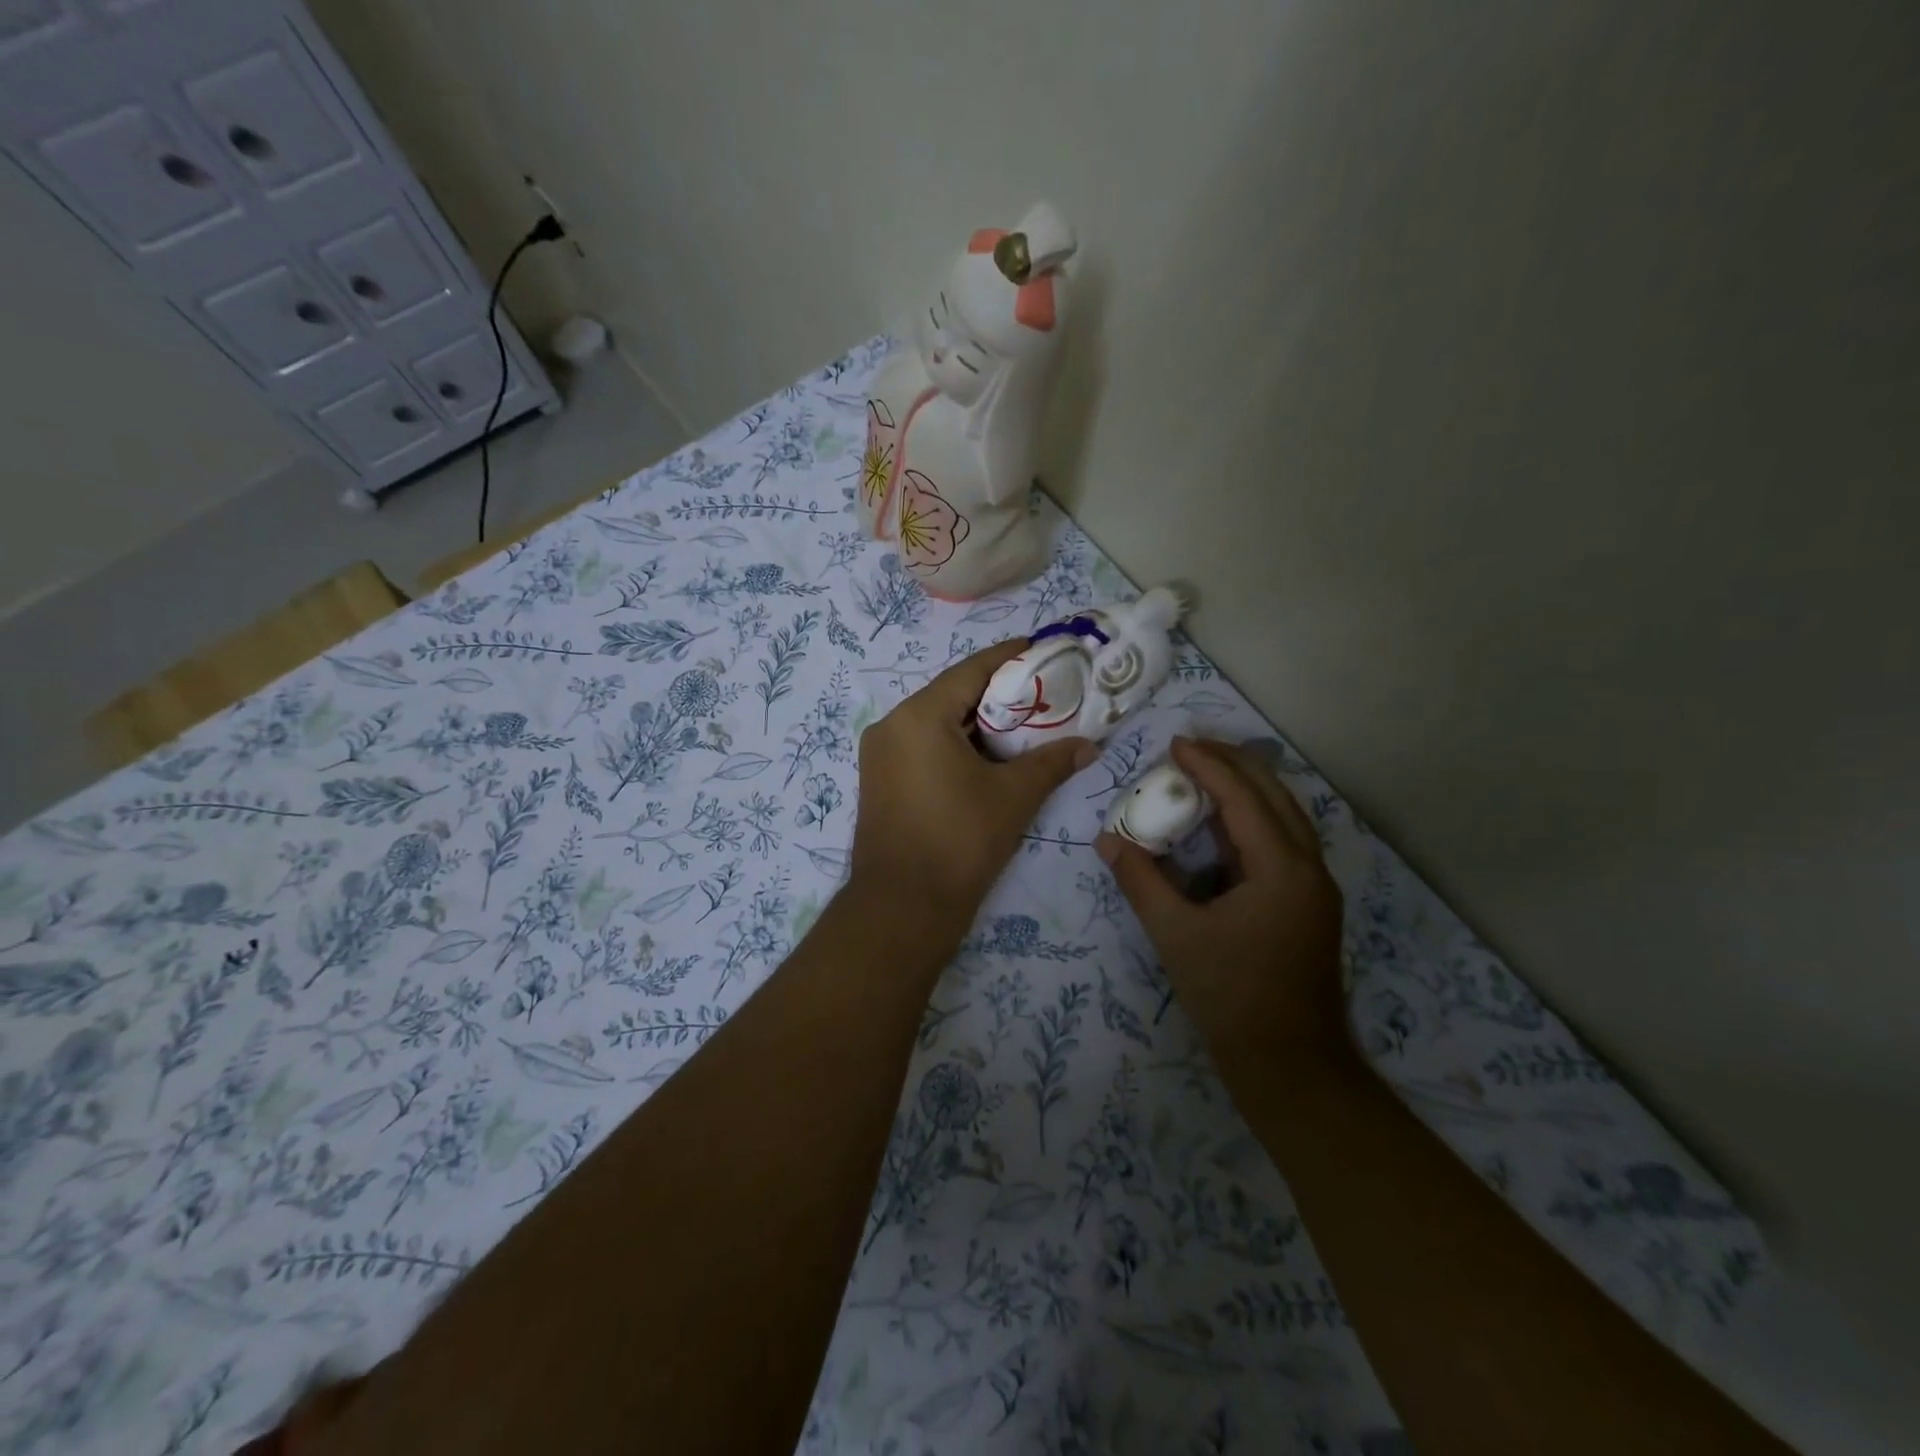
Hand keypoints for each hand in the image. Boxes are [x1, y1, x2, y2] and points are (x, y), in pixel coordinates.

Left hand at [852, 639, 1095, 939]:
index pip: (971, 670)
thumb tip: (1089, 747)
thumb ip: (1052, 763)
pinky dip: (955, 744)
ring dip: (977, 722)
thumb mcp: (1013, 796)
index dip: (1009, 657)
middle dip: (997, 694)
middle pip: (952, 695)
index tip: (1043, 649)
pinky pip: (922, 746)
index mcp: (919, 716)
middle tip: (1042, 694)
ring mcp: (879, 754)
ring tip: (1023, 725)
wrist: (902, 906)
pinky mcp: (879, 780)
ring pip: (936, 722)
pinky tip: (987, 757)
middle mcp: (891, 725)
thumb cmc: (960, 841)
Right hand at [1096, 737, 1346, 1060]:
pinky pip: (1284, 842)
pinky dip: (1254, 821)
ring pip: (1285, 817)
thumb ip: (1141, 882)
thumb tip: (1107, 840)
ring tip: (1206, 773)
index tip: (1174, 743)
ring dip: (1248, 789)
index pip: (1243, 797)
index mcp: (1281, 868)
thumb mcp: (1175, 935)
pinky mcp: (1310, 906)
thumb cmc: (1231, 997)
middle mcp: (1309, 867)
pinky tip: (1224, 826)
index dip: (1208, 764)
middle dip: (1234, 764)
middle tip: (1190, 748)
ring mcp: (1316, 888)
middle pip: (1275, 795)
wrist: (1290, 1065)